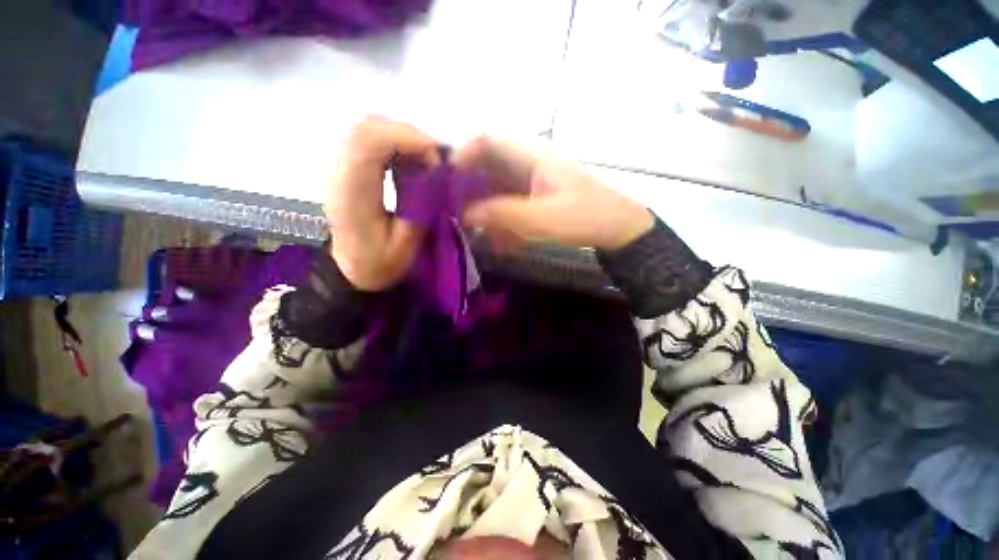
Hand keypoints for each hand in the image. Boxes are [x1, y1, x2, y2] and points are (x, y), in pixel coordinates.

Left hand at [325, 117, 440, 290]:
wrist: (351, 271)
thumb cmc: (378, 265)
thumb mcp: (406, 247)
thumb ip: (420, 209)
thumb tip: (435, 177)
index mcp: (352, 196)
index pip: (367, 142)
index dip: (406, 138)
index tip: (435, 158)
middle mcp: (340, 174)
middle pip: (366, 127)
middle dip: (407, 134)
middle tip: (433, 158)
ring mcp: (342, 169)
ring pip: (367, 129)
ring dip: (402, 138)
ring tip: (425, 160)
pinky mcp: (349, 170)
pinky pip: (370, 141)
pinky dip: (396, 144)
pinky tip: (412, 163)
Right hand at [454, 137, 653, 250]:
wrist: (617, 230)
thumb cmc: (584, 217)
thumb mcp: (542, 218)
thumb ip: (502, 214)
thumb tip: (465, 214)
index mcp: (532, 156)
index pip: (489, 139)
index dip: (464, 152)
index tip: (445, 176)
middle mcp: (529, 164)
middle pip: (488, 166)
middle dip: (468, 187)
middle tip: (451, 209)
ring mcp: (532, 183)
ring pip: (497, 189)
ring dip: (484, 209)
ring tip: (472, 230)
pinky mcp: (536, 200)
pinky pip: (509, 206)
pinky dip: (500, 222)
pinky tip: (497, 241)